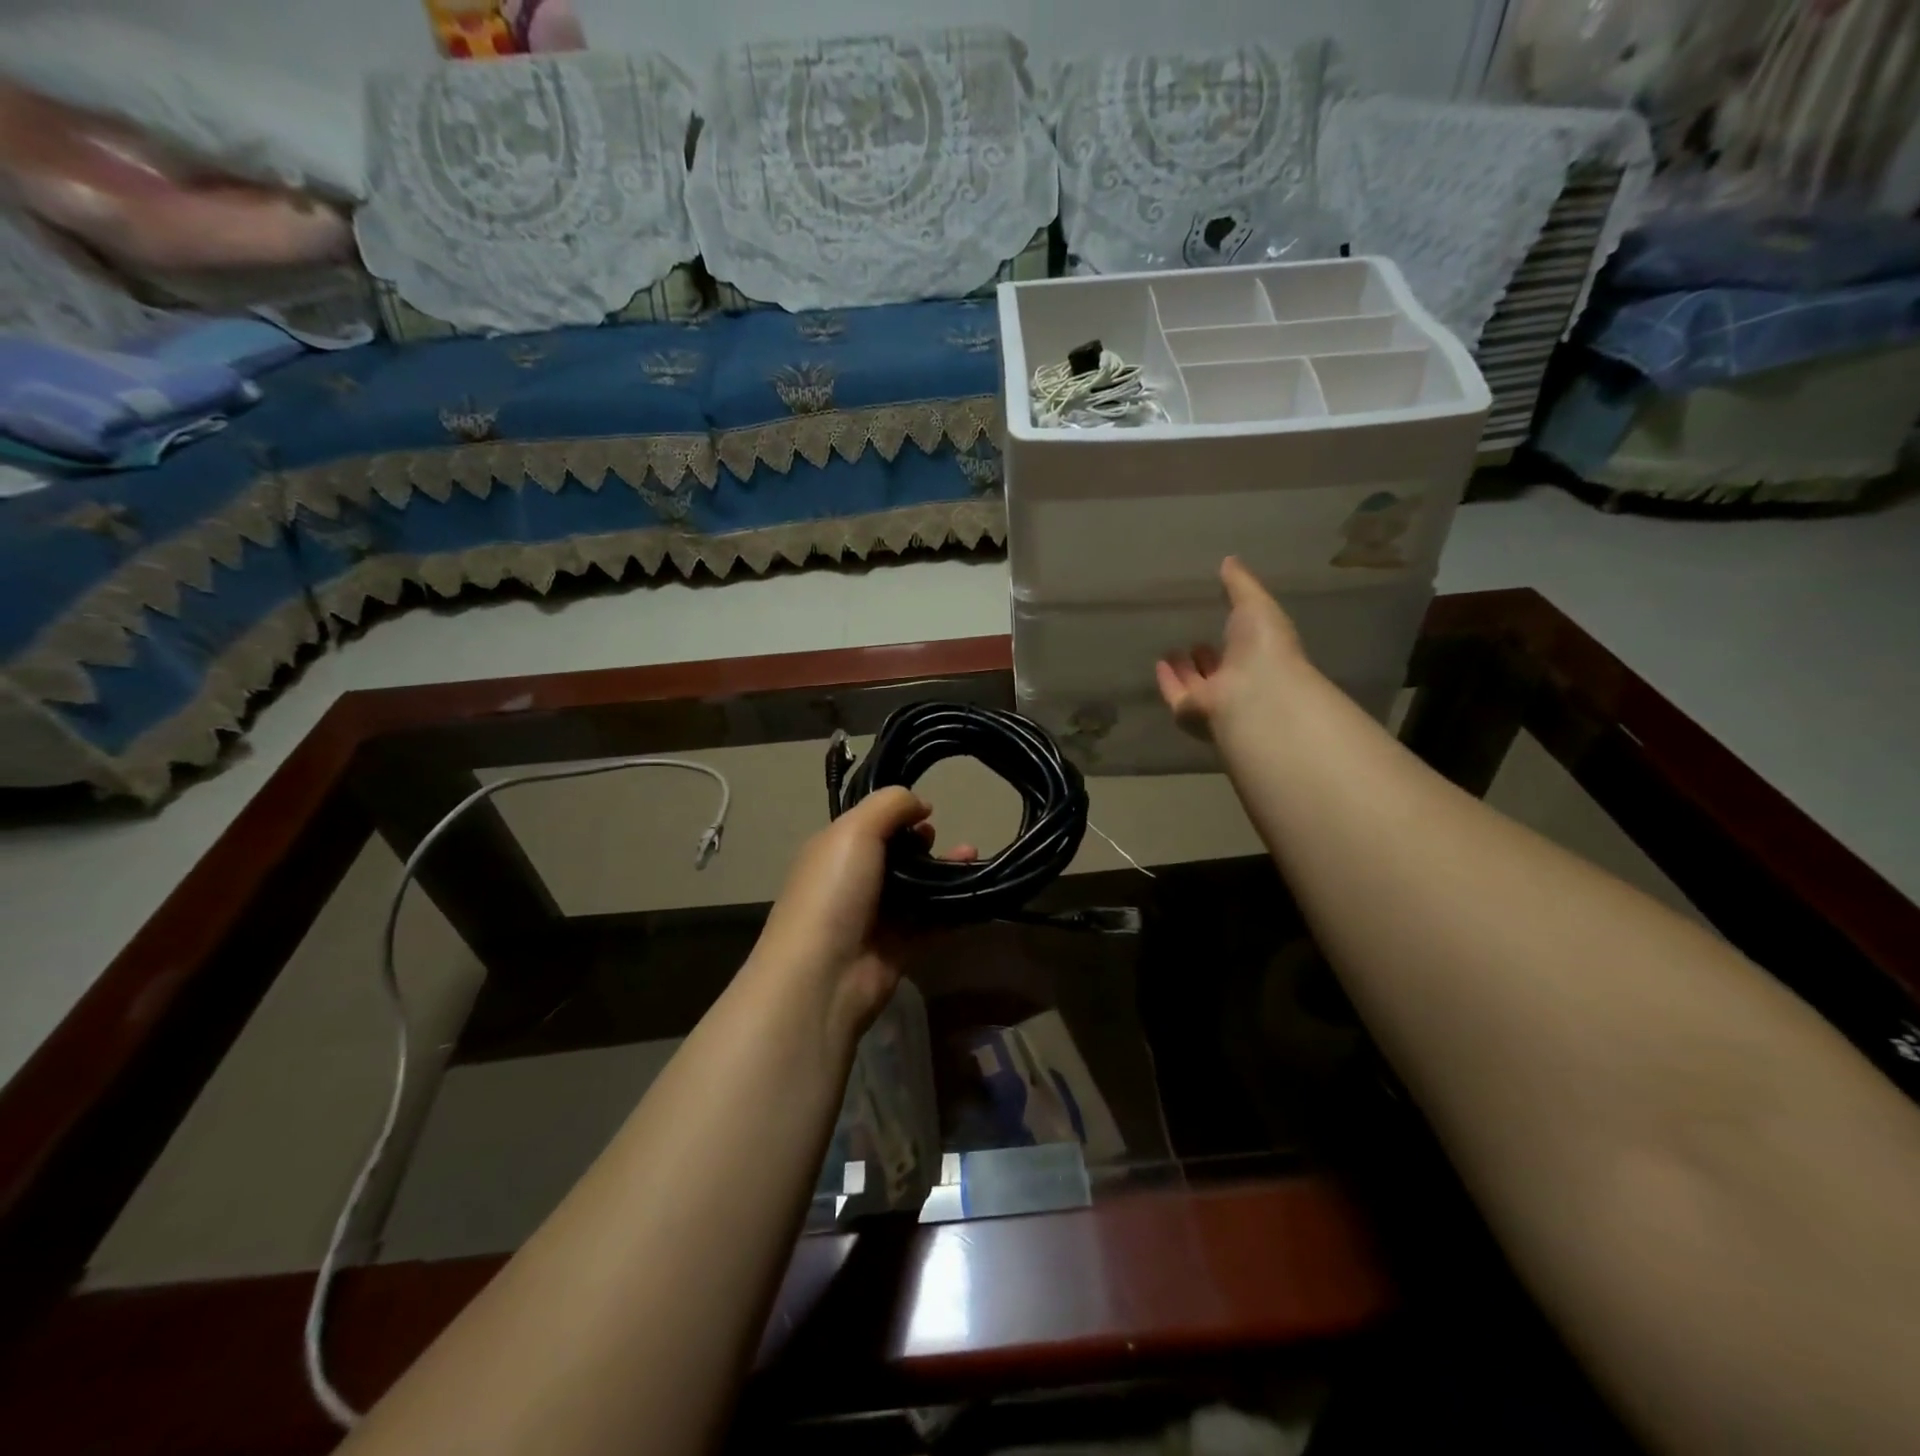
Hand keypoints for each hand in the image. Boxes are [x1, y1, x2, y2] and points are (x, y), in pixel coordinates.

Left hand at [750, 787, 974, 1040]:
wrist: (824, 975)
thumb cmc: (834, 891)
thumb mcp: (854, 830)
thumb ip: (889, 805)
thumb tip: (922, 803)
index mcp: (833, 851)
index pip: (869, 824)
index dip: (898, 814)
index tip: (927, 811)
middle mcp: (853, 881)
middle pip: (896, 854)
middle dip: (923, 842)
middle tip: (941, 838)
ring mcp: (876, 917)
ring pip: (918, 887)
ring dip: (945, 870)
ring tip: (971, 856)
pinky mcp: (899, 948)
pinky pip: (932, 921)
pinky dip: (954, 907)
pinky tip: (977, 891)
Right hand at [1156, 556, 1306, 740]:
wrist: (1254, 692)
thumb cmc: (1263, 646)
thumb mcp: (1255, 603)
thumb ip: (1241, 584)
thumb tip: (1228, 560)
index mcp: (1261, 655)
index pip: (1244, 646)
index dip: (1233, 634)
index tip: (1218, 618)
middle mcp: (1239, 681)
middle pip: (1219, 669)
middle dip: (1207, 656)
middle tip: (1193, 639)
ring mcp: (1215, 700)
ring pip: (1197, 685)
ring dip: (1185, 670)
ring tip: (1170, 651)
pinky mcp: (1190, 713)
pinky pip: (1176, 695)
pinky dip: (1167, 681)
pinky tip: (1158, 664)